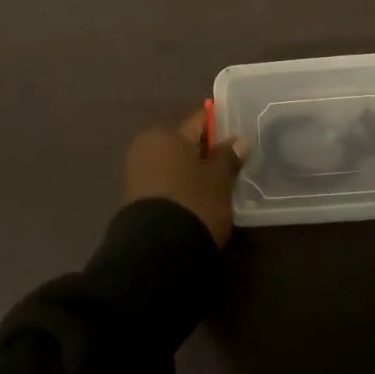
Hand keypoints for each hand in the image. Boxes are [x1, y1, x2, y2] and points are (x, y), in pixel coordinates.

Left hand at [123, 110, 244, 246]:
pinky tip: (197, 199)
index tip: (236, 132)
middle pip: (183, 143)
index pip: (198, 122)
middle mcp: (146, 147)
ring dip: (192, 171)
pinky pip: (164, 182)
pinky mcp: (135, 198)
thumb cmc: (193, 203)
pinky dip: (180, 186)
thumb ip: (228, 157)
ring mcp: (137, 173)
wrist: (157, 251)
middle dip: (204, 151)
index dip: (218, 126)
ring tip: (217, 184)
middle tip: (230, 162)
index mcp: (165, 134)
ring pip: (173, 164)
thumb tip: (239, 140)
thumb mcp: (218, 180)